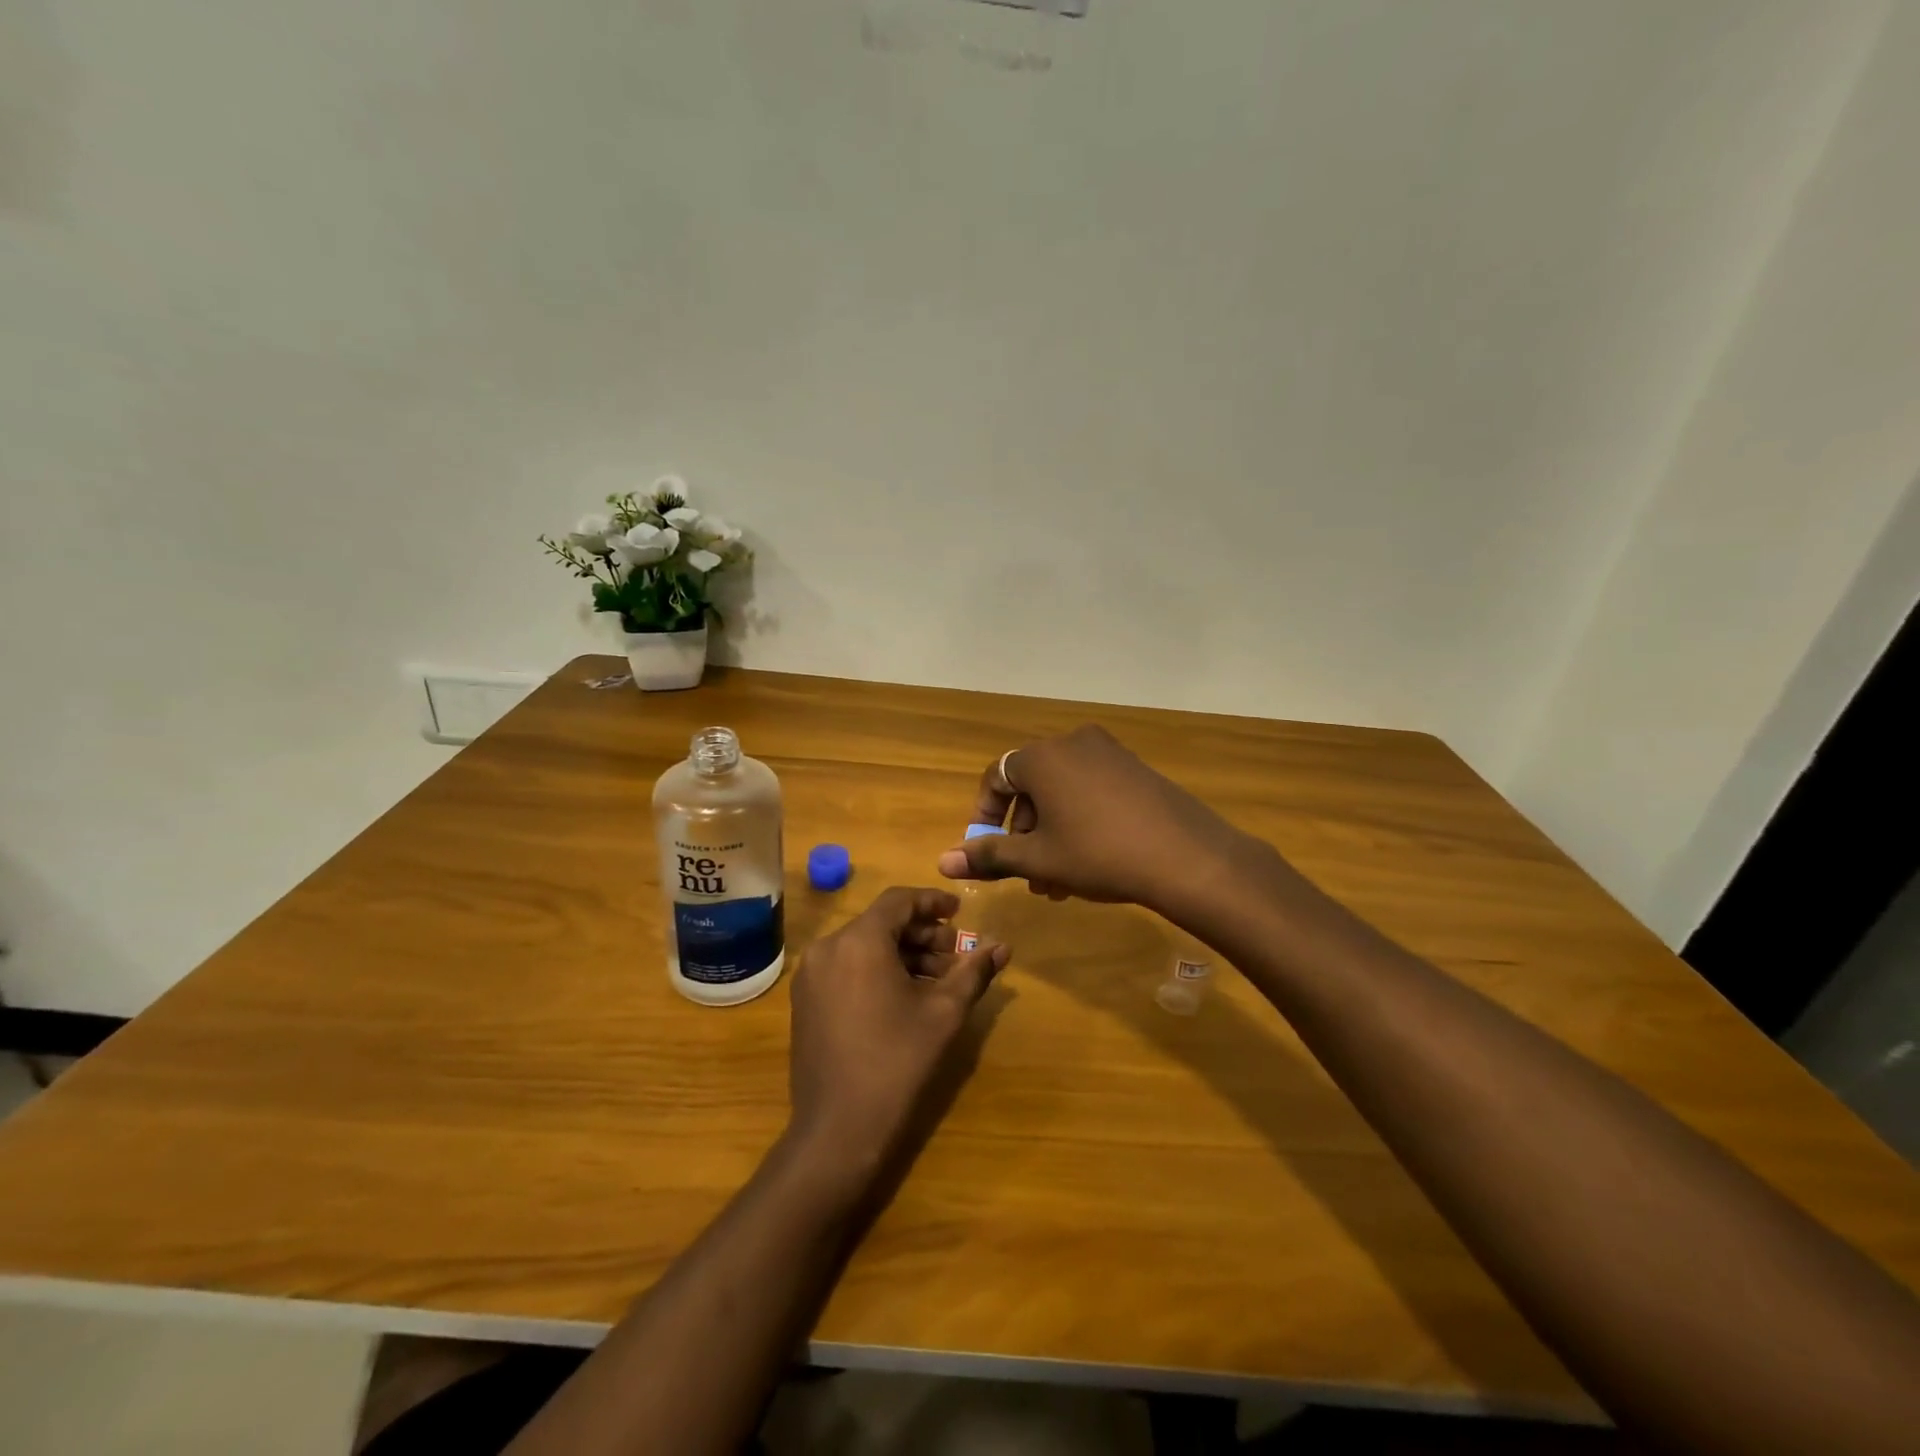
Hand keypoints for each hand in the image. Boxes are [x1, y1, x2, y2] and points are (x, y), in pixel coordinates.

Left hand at [787, 887, 1008, 1185]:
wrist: (838, 1128)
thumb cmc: (896, 1062)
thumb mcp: (943, 1013)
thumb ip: (973, 972)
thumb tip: (1002, 946)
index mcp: (859, 940)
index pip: (899, 900)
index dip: (933, 902)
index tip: (960, 912)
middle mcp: (828, 948)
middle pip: (881, 924)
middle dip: (922, 934)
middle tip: (956, 954)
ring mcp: (811, 975)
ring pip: (864, 947)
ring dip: (902, 954)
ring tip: (938, 980)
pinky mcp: (805, 1001)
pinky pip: (847, 968)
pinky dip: (877, 970)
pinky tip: (905, 996)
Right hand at [935, 724, 1255, 914]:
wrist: (1186, 857)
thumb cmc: (1098, 854)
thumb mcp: (1038, 859)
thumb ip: (989, 855)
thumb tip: (943, 862)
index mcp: (1042, 757)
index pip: (996, 777)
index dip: (986, 815)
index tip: (989, 850)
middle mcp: (1073, 743)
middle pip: (1032, 787)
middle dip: (1024, 834)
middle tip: (1029, 876)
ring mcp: (1109, 753)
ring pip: (1063, 793)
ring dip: (1051, 834)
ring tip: (1058, 883)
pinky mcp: (1136, 769)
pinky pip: (1092, 790)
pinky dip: (1080, 821)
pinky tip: (1090, 864)